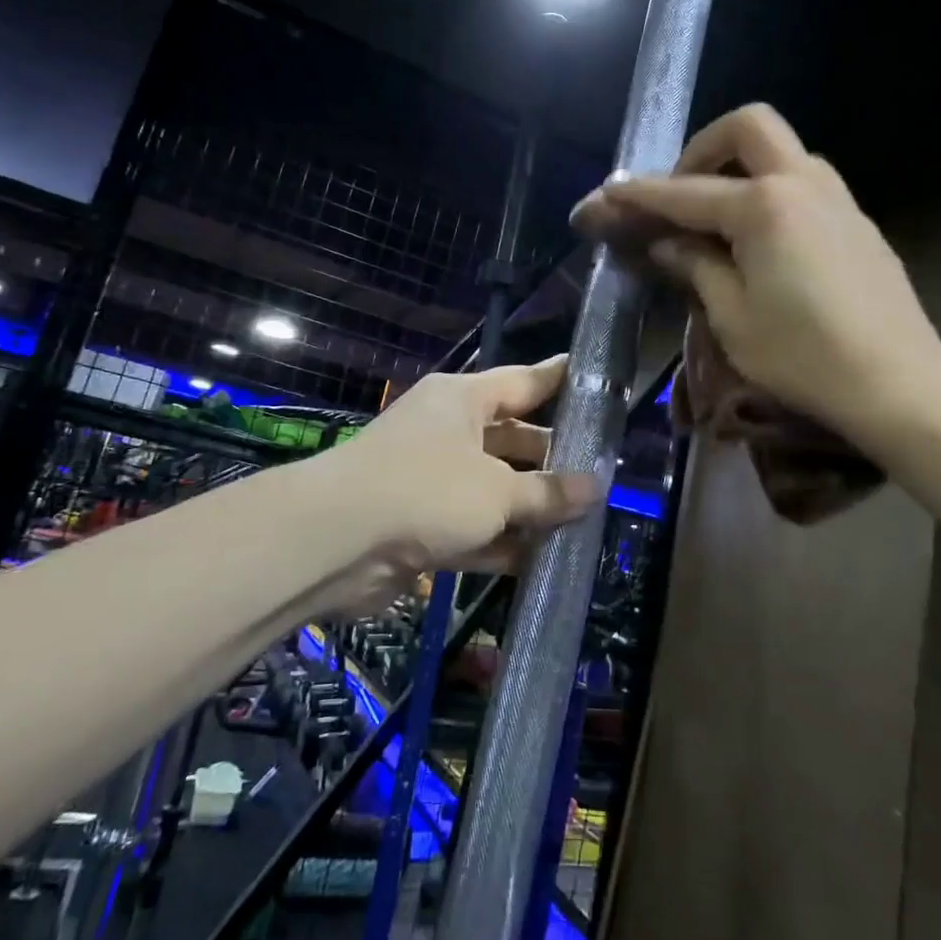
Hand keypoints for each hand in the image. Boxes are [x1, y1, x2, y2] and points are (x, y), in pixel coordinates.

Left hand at [319, 356, 601, 603]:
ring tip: (585, 521)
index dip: (560, 380)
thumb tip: (595, 488)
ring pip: (495, 489)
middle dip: (553, 460)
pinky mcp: (421, 524)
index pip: (523, 382)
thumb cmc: (426, 490)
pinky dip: (502, 542)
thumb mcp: (497, 491)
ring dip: (531, 508)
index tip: (596, 379)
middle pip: (512, 440)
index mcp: (462, 400)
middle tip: (605, 475)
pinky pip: (474, 528)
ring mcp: (432, 479)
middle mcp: (447, 432)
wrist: (335, 541)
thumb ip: (547, 492)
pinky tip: (543, 559)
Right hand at [573, 103, 940, 450]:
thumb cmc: (803, 356)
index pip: (685, 193)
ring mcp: (838, 200)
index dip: (638, 194)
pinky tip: (760, 243)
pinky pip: (805, 184)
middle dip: (703, 148)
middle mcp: (803, 185)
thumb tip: (666, 243)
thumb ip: (695, 267)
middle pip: (748, 128)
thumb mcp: (732, 317)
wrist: (898, 385)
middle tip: (680, 193)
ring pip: (782, 152)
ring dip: (741, 168)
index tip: (604, 194)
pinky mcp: (857, 223)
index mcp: (763, 207)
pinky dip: (770, 193)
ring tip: (715, 220)